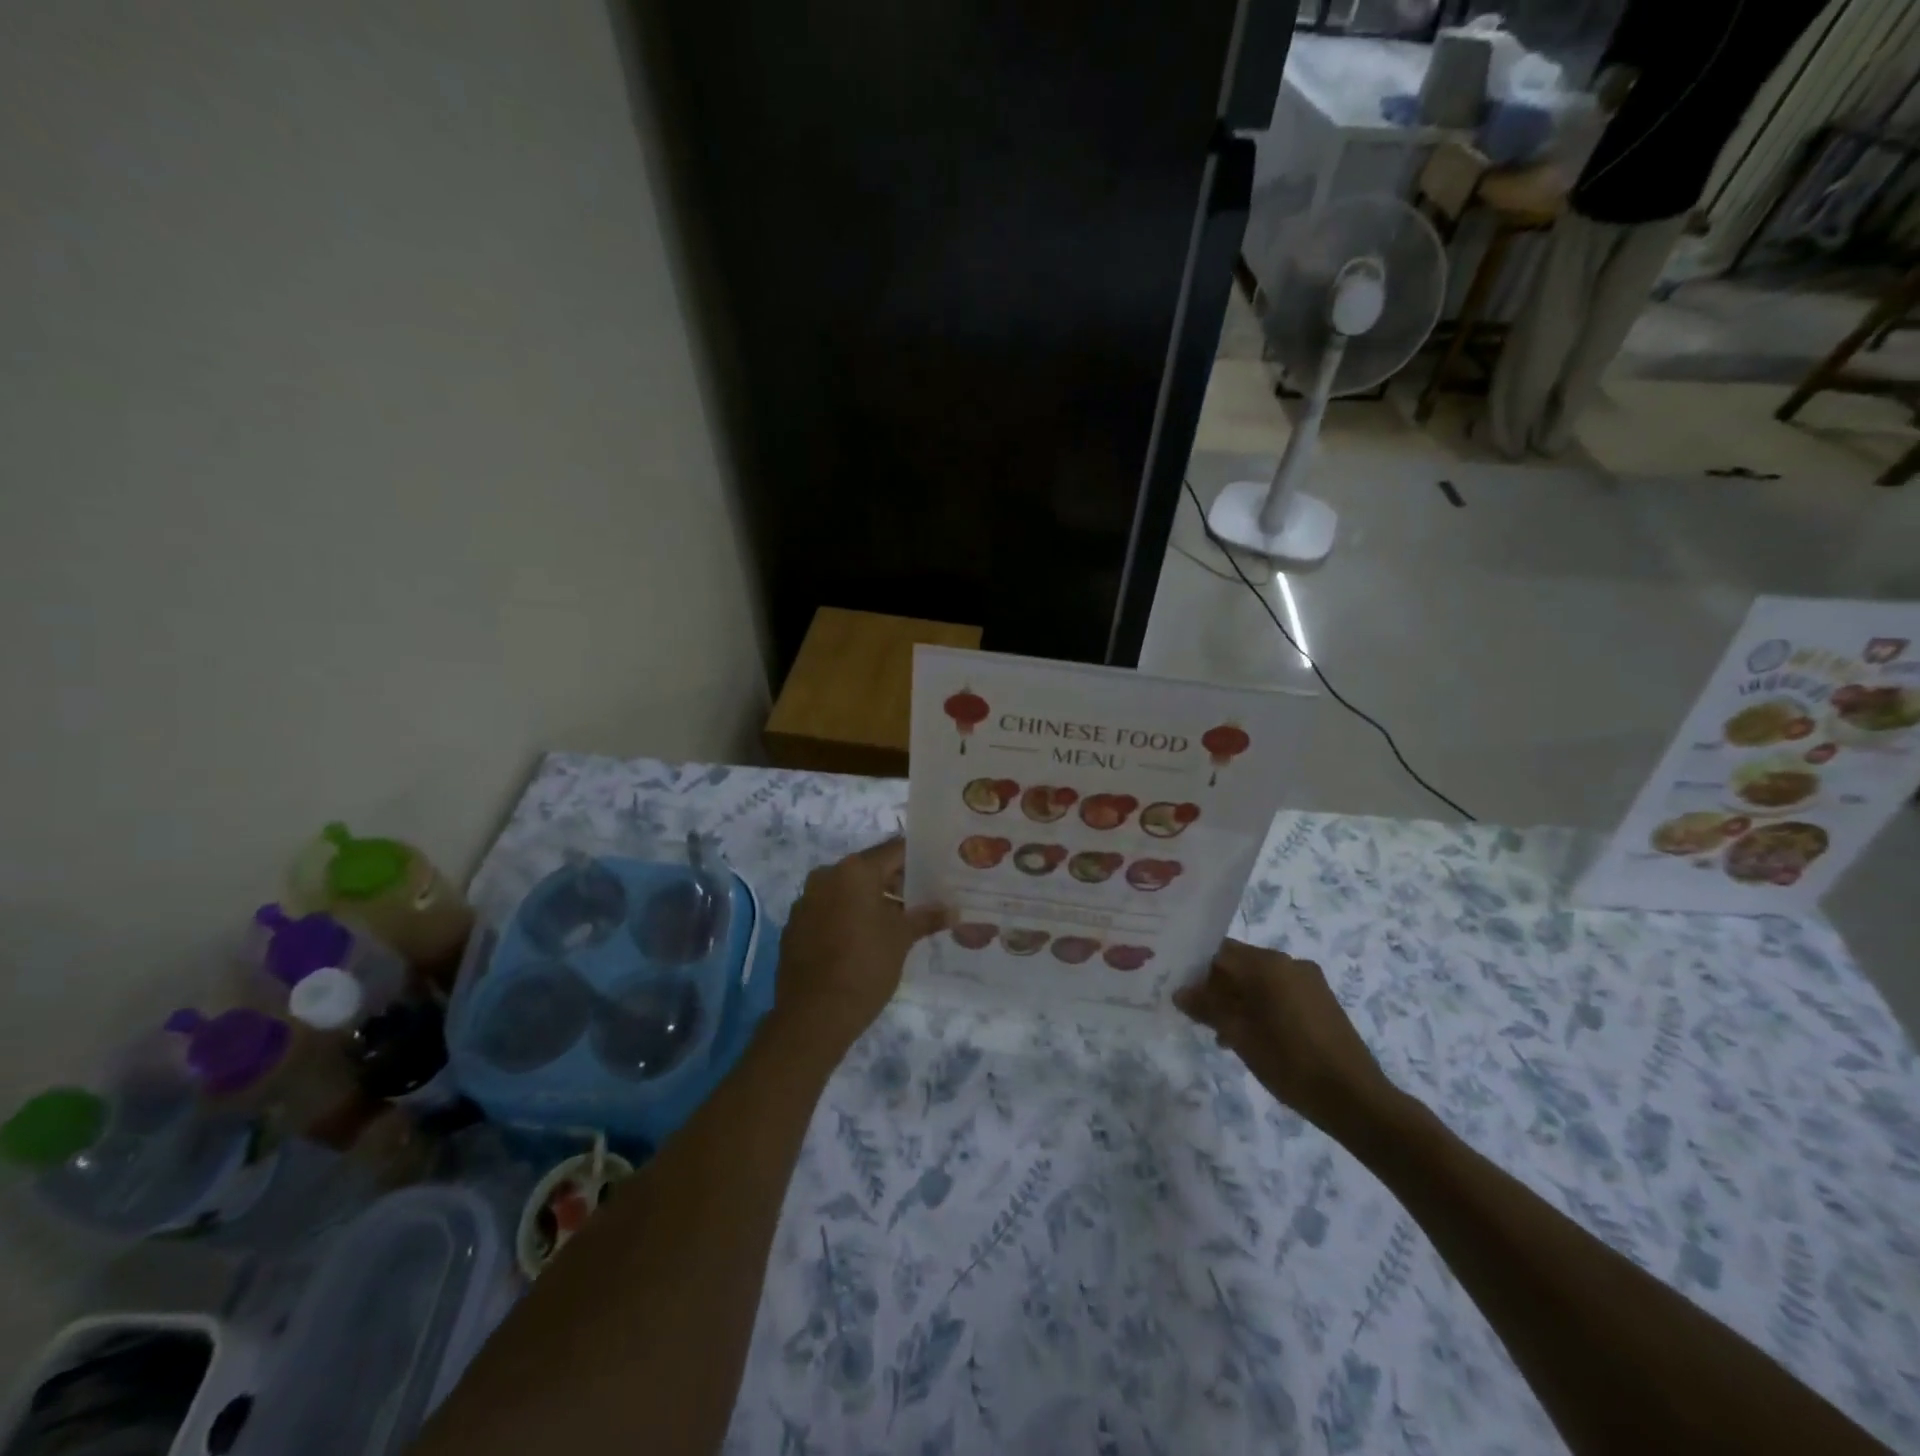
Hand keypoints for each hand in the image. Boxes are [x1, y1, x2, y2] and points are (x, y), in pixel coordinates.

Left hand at [772, 839, 947, 1059]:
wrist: (813, 1016)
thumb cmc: (865, 967)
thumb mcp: (902, 939)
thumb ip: (926, 917)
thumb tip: (952, 910)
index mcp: (854, 871)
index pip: (894, 851)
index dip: (918, 859)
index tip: (937, 870)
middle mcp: (826, 876)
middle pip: (870, 869)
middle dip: (896, 883)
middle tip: (924, 899)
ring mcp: (806, 901)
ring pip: (848, 890)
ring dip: (872, 900)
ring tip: (899, 921)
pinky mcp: (795, 926)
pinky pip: (829, 910)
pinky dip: (848, 916)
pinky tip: (865, 939)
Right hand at [1174, 939, 1398, 1140]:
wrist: (1355, 1099)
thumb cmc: (1290, 1062)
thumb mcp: (1239, 1035)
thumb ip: (1207, 1007)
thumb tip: (1180, 992)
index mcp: (1267, 963)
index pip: (1218, 951)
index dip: (1195, 968)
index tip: (1180, 989)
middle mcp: (1288, 962)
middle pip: (1239, 964)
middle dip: (1216, 986)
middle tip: (1197, 1015)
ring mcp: (1308, 980)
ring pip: (1259, 980)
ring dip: (1237, 999)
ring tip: (1222, 1033)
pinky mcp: (1321, 1000)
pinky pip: (1279, 992)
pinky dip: (1261, 1007)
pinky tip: (1253, 1037)